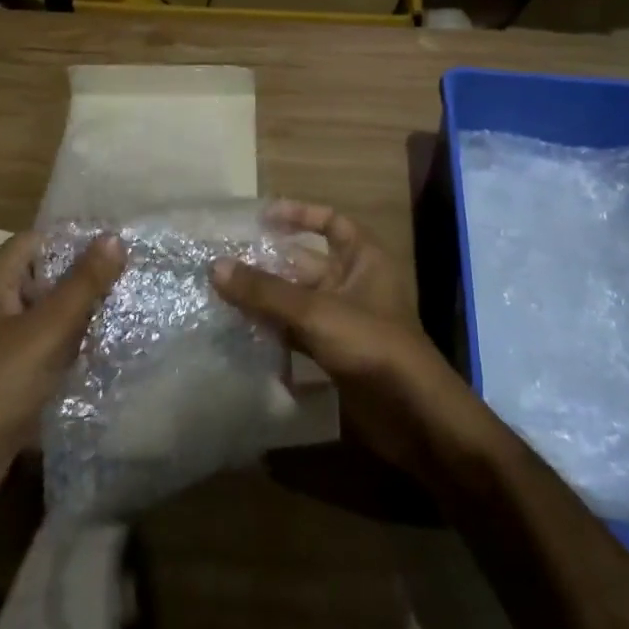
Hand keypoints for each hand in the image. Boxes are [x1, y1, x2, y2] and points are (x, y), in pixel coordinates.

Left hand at [0, 230, 123, 468]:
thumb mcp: (47, 329)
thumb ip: (83, 284)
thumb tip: (115, 238)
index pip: (38, 240)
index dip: (76, 239)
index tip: (120, 245)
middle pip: (48, 275)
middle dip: (88, 276)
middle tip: (135, 274)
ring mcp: (7, 339)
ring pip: (54, 311)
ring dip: (87, 310)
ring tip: (133, 304)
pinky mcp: (18, 371)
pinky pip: (53, 343)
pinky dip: (78, 341)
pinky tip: (111, 344)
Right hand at [212, 204, 478, 473]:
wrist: (413, 414)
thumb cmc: (371, 345)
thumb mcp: (315, 311)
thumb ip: (265, 291)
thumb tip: (216, 267)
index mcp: (363, 258)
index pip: (331, 221)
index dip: (299, 214)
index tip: (261, 218)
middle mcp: (354, 283)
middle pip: (306, 263)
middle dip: (269, 262)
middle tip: (225, 262)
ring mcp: (344, 320)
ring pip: (298, 299)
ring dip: (266, 298)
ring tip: (222, 293)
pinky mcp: (335, 352)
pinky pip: (298, 331)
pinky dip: (274, 330)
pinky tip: (242, 331)